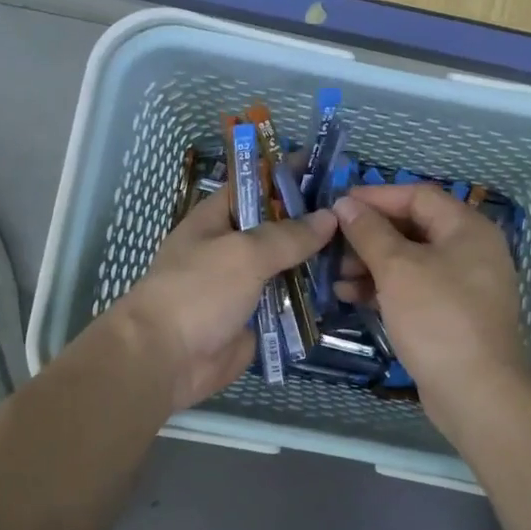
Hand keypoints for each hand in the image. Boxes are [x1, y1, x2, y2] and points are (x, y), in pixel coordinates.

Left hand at [114, 187, 336, 411]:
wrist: (167, 359)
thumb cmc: (198, 291)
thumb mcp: (244, 253)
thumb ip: (288, 235)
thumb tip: (329, 217)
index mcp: (215, 219)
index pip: (255, 186)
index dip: (287, 176)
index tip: (329, 170)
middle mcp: (231, 248)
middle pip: (277, 227)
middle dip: (313, 221)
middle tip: (358, 214)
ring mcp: (245, 285)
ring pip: (289, 266)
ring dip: (319, 261)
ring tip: (363, 249)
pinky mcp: (258, 318)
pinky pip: (291, 302)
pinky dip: (314, 298)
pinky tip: (349, 288)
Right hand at [330, 185, 530, 437]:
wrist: (477, 392)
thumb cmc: (437, 318)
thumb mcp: (398, 268)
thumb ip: (369, 232)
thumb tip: (346, 205)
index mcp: (467, 228)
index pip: (418, 195)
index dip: (376, 197)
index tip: (338, 204)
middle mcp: (471, 250)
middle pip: (413, 227)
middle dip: (370, 235)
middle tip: (333, 246)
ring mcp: (464, 285)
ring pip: (411, 261)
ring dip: (372, 264)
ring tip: (336, 276)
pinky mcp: (452, 315)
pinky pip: (414, 288)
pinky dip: (385, 288)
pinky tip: (353, 296)